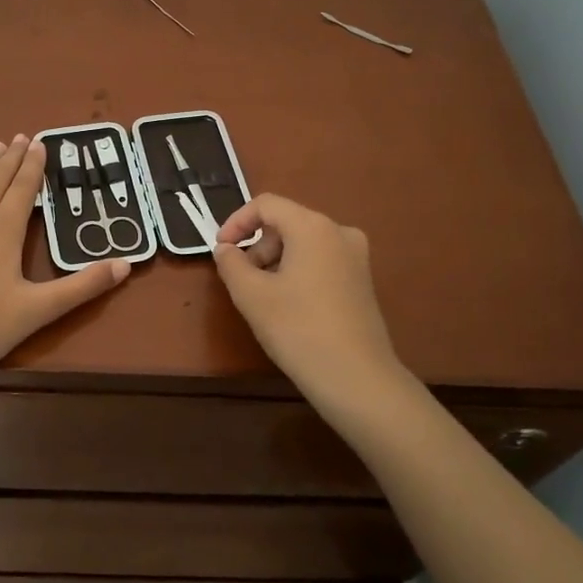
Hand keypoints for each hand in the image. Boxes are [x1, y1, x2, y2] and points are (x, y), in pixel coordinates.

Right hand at [212, 194, 404, 407]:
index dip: (236, 222)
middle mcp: (339, 232)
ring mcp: (356, 257)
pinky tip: (288, 305)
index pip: (266, 204)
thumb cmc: (298, 329)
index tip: (220, 249)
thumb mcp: (251, 295)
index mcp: (313, 227)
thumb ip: (231, 263)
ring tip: (262, 296)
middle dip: (257, 245)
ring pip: (304, 243)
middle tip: (240, 279)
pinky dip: (297, 271)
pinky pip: (321, 261)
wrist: (356, 378)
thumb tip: (226, 249)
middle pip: (287, 222)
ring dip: (275, 260)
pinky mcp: (362, 280)